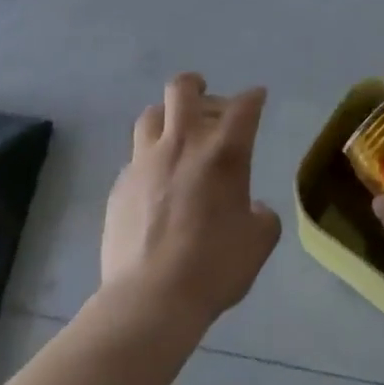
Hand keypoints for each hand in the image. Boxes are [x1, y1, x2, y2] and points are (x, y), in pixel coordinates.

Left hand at [100, 73, 281, 333]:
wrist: (150, 299)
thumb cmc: (214, 267)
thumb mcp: (258, 243)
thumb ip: (262, 217)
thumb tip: (255, 208)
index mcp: (223, 152)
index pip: (243, 106)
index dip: (253, 97)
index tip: (257, 98)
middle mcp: (183, 143)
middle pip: (183, 89)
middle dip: (196, 85)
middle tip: (205, 97)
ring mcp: (146, 161)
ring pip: (151, 115)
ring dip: (166, 117)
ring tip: (174, 133)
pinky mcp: (120, 184)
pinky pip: (135, 157)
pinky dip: (149, 159)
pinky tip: (155, 182)